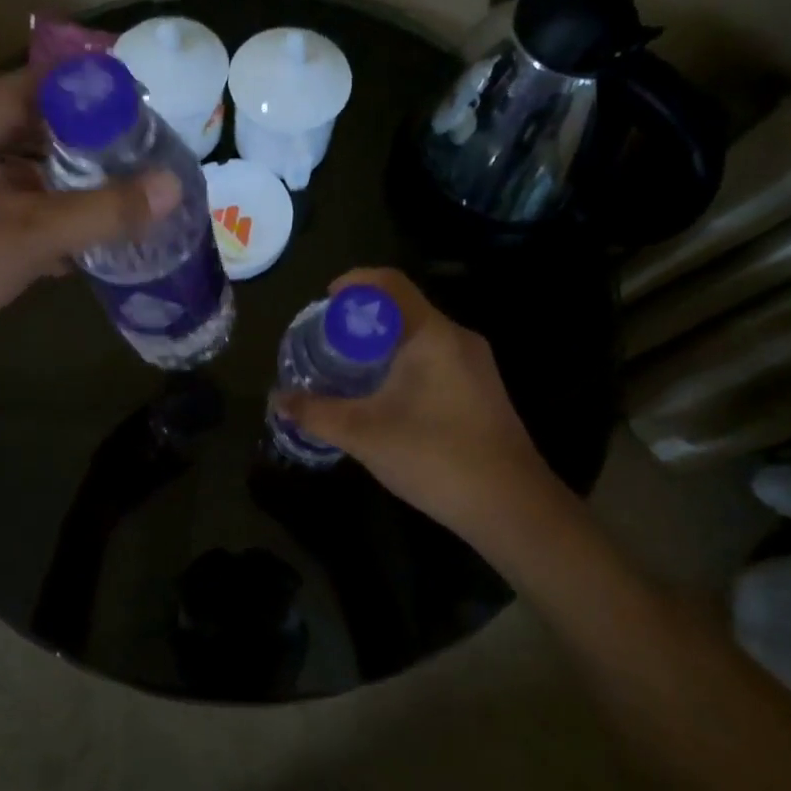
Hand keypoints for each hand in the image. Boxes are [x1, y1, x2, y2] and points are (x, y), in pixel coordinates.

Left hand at [0, 69, 178, 373]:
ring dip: (67, 184)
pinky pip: (2, 197)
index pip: (45, 82)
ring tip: (123, 201)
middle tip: (145, 163)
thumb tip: (173, 187)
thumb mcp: (28, 238)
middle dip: (90, 145)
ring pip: (20, 165)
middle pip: (35, 122)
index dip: (98, 96)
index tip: (150, 120)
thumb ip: (103, 211)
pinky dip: (39, 212)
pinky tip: (79, 244)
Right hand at [273, 267, 555, 543]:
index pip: (389, 282)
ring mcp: (476, 364)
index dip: (354, 282)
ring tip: (351, 369)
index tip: (325, 300)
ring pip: (420, 336)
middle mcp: (458, 338)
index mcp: (431, 334)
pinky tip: (387, 397)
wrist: (513, 508)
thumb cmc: (435, 457)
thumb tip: (277, 399)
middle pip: (404, 308)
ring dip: (384, 343)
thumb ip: (316, 413)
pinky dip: (405, 362)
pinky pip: (436, 358)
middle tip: (330, 340)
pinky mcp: (483, 390)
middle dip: (363, 318)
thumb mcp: (363, 434)